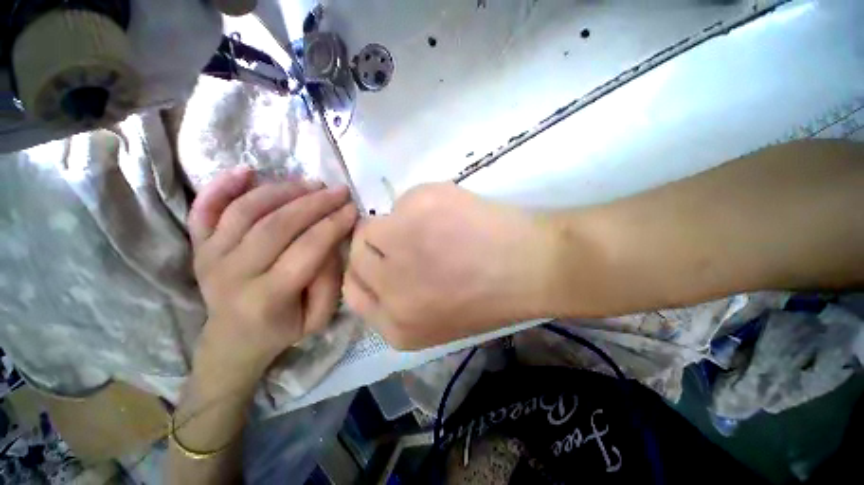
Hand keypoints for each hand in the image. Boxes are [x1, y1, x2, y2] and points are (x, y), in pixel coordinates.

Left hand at [188, 167, 357, 369]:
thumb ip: (328, 280)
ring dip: (282, 190)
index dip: (333, 224)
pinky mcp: (199, 246)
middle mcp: (233, 273)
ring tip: (312, 184)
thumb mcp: (318, 317)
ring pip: (246, 211)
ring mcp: (211, 256)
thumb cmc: (282, 329)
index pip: (307, 249)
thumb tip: (331, 240)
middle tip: (339, 191)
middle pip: (276, 224)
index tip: (353, 208)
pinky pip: (204, 210)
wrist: (232, 339)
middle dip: (314, 203)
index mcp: (267, 297)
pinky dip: (222, 186)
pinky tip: (247, 171)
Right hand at [344, 182, 554, 348]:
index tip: (380, 257)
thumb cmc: (491, 296)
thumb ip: (400, 300)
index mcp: (397, 325)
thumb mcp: (437, 318)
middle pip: (356, 254)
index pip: (352, 291)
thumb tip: (380, 265)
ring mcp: (399, 246)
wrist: (532, 268)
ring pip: (371, 225)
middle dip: (379, 244)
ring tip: (431, 226)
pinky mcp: (417, 210)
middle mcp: (389, 289)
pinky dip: (420, 203)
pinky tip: (450, 213)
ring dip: (398, 223)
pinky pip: (402, 200)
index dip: (364, 270)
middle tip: (408, 237)